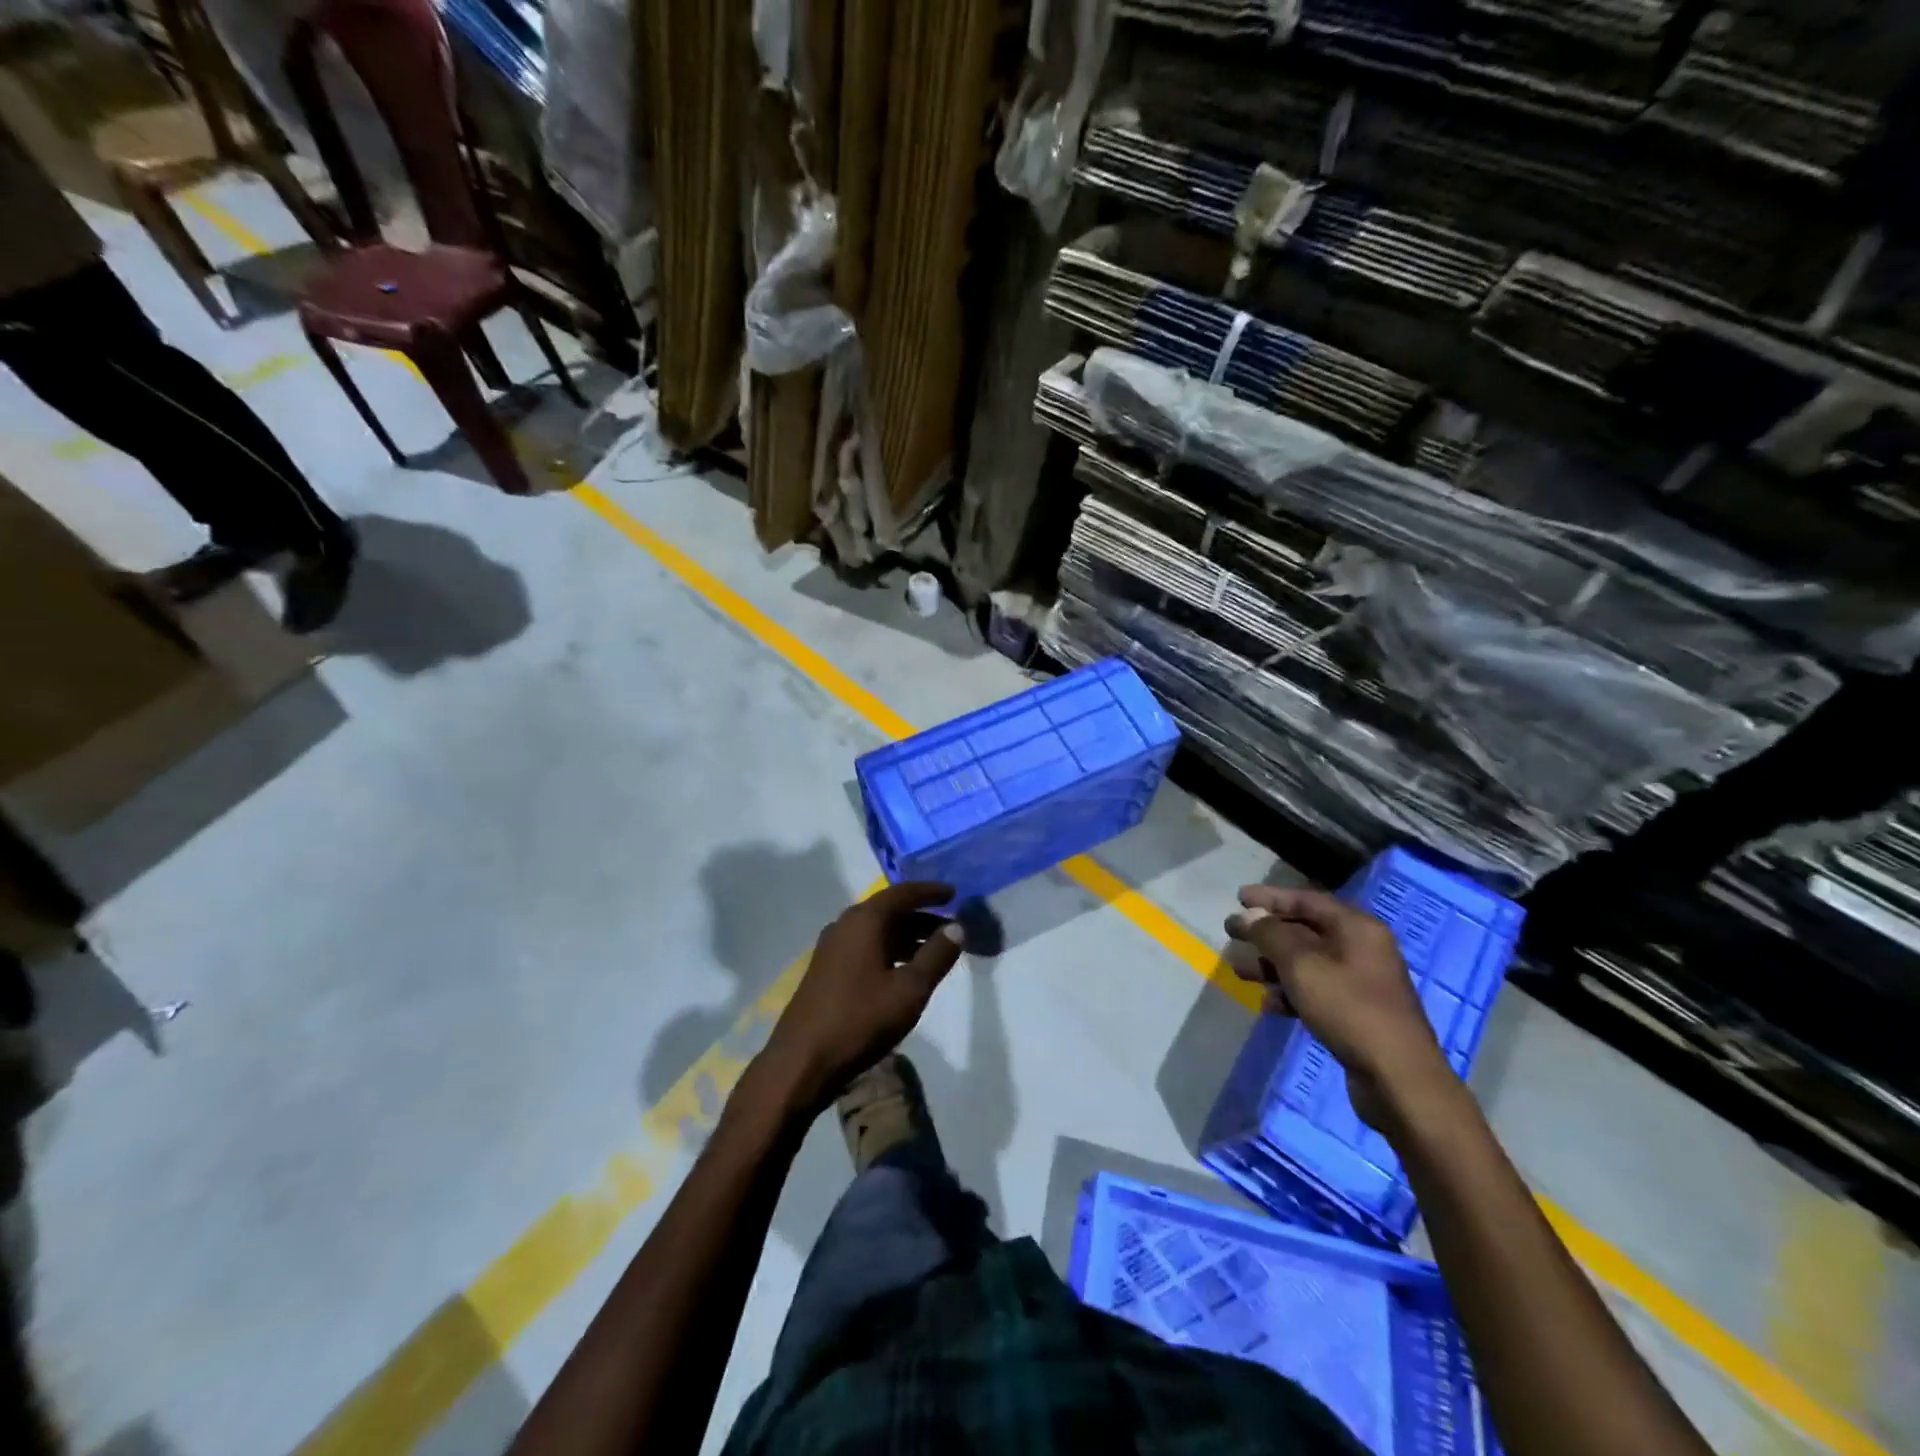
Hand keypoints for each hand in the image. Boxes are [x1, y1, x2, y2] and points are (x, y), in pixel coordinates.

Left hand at [755, 883, 965, 1116]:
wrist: (802, 1061)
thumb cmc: (861, 1019)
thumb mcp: (910, 990)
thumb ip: (937, 955)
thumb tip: (957, 926)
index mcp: (865, 920)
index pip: (903, 893)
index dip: (930, 892)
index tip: (954, 893)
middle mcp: (845, 925)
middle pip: (890, 910)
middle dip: (922, 916)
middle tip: (952, 926)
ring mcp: (832, 947)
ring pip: (877, 930)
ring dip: (907, 935)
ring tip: (935, 950)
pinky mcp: (826, 969)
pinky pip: (865, 946)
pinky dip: (889, 949)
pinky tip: (904, 971)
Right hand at [1225, 885, 1452, 1129]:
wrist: (1398, 1078)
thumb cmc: (1348, 1008)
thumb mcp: (1301, 965)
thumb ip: (1271, 934)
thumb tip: (1249, 915)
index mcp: (1356, 928)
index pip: (1307, 900)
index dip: (1271, 897)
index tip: (1238, 898)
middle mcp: (1361, 949)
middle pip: (1304, 931)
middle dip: (1266, 933)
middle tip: (1231, 933)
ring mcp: (1361, 982)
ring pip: (1307, 963)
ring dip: (1272, 965)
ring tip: (1239, 972)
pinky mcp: (1357, 1013)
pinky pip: (1316, 992)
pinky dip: (1290, 993)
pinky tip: (1268, 1005)